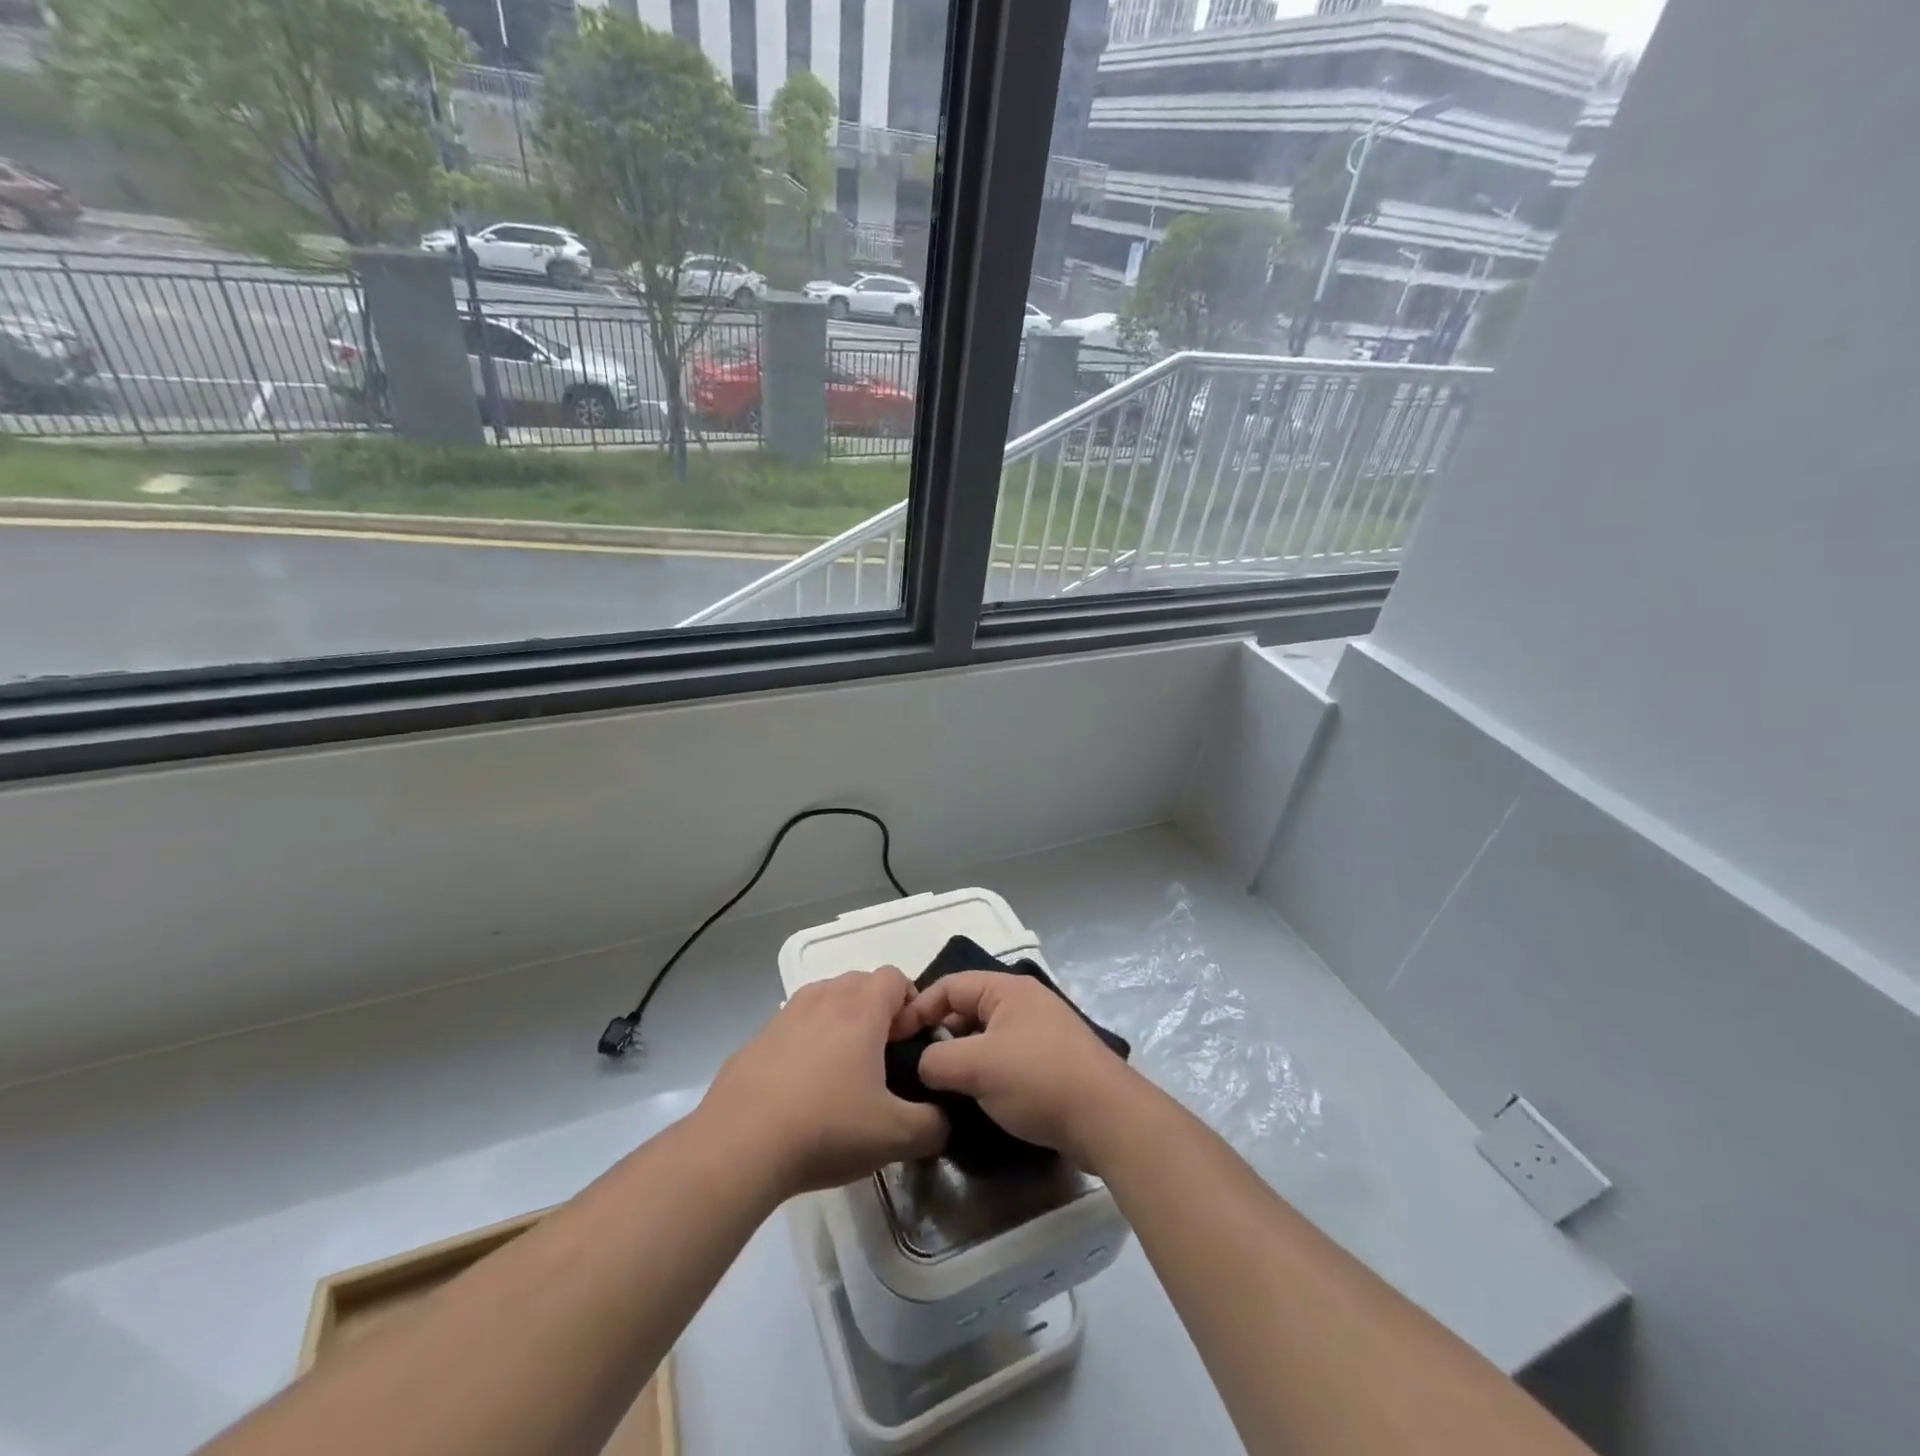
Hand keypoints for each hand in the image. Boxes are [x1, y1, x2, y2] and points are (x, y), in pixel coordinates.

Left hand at [700, 967, 947, 1199]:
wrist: (738, 1146)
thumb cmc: (826, 1128)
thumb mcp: (895, 1136)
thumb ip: (934, 1125)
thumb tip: (945, 1121)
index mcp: (860, 1008)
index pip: (896, 977)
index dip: (911, 1006)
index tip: (910, 1045)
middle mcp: (823, 998)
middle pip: (860, 984)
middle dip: (878, 1012)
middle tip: (882, 1060)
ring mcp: (785, 1015)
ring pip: (825, 1001)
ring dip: (841, 1024)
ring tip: (843, 1074)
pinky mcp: (757, 1039)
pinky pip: (794, 1027)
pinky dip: (807, 1044)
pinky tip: (802, 1092)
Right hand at [892, 971, 1141, 1172]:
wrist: (1107, 1119)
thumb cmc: (1038, 1079)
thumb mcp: (977, 1067)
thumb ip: (937, 1061)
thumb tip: (923, 1065)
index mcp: (1006, 990)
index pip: (949, 985)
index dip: (918, 1007)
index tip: (895, 1038)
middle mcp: (1024, 1002)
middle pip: (968, 1010)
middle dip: (940, 1035)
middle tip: (915, 1067)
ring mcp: (1041, 1032)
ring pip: (986, 1037)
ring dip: (963, 1058)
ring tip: (941, 1087)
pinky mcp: (1052, 1062)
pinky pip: (1006, 1058)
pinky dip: (987, 1072)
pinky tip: (976, 1099)